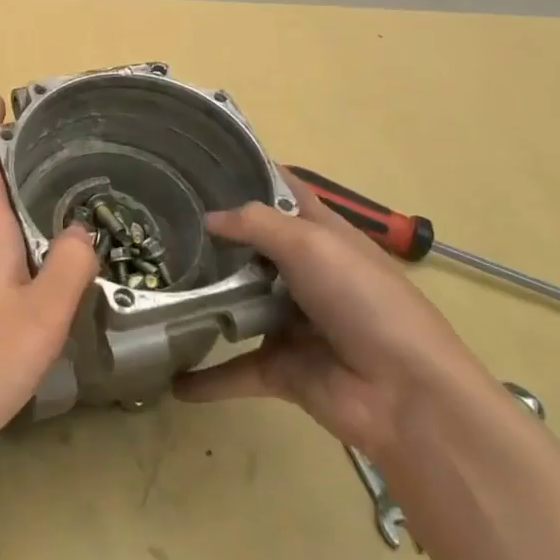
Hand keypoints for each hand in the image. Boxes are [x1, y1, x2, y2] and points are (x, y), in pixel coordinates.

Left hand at [0, 97, 97, 458]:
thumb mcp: (41, 314)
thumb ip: (69, 266)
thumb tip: (82, 229)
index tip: (0, 99)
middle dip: (7, 151)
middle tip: (49, 134)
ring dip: (16, 188)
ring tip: (59, 179)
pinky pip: (4, 247)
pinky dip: (24, 228)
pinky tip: (50, 248)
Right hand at [174, 178, 491, 458]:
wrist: (406, 395)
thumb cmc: (363, 300)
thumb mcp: (311, 244)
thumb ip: (255, 224)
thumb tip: (208, 219)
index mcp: (322, 234)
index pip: (283, 193)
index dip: (250, 174)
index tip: (201, 164)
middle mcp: (305, 273)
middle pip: (252, 248)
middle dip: (213, 239)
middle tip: (160, 226)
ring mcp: (292, 322)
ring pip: (238, 305)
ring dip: (204, 302)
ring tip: (152, 287)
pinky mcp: (282, 369)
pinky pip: (235, 371)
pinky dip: (206, 379)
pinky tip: (170, 379)